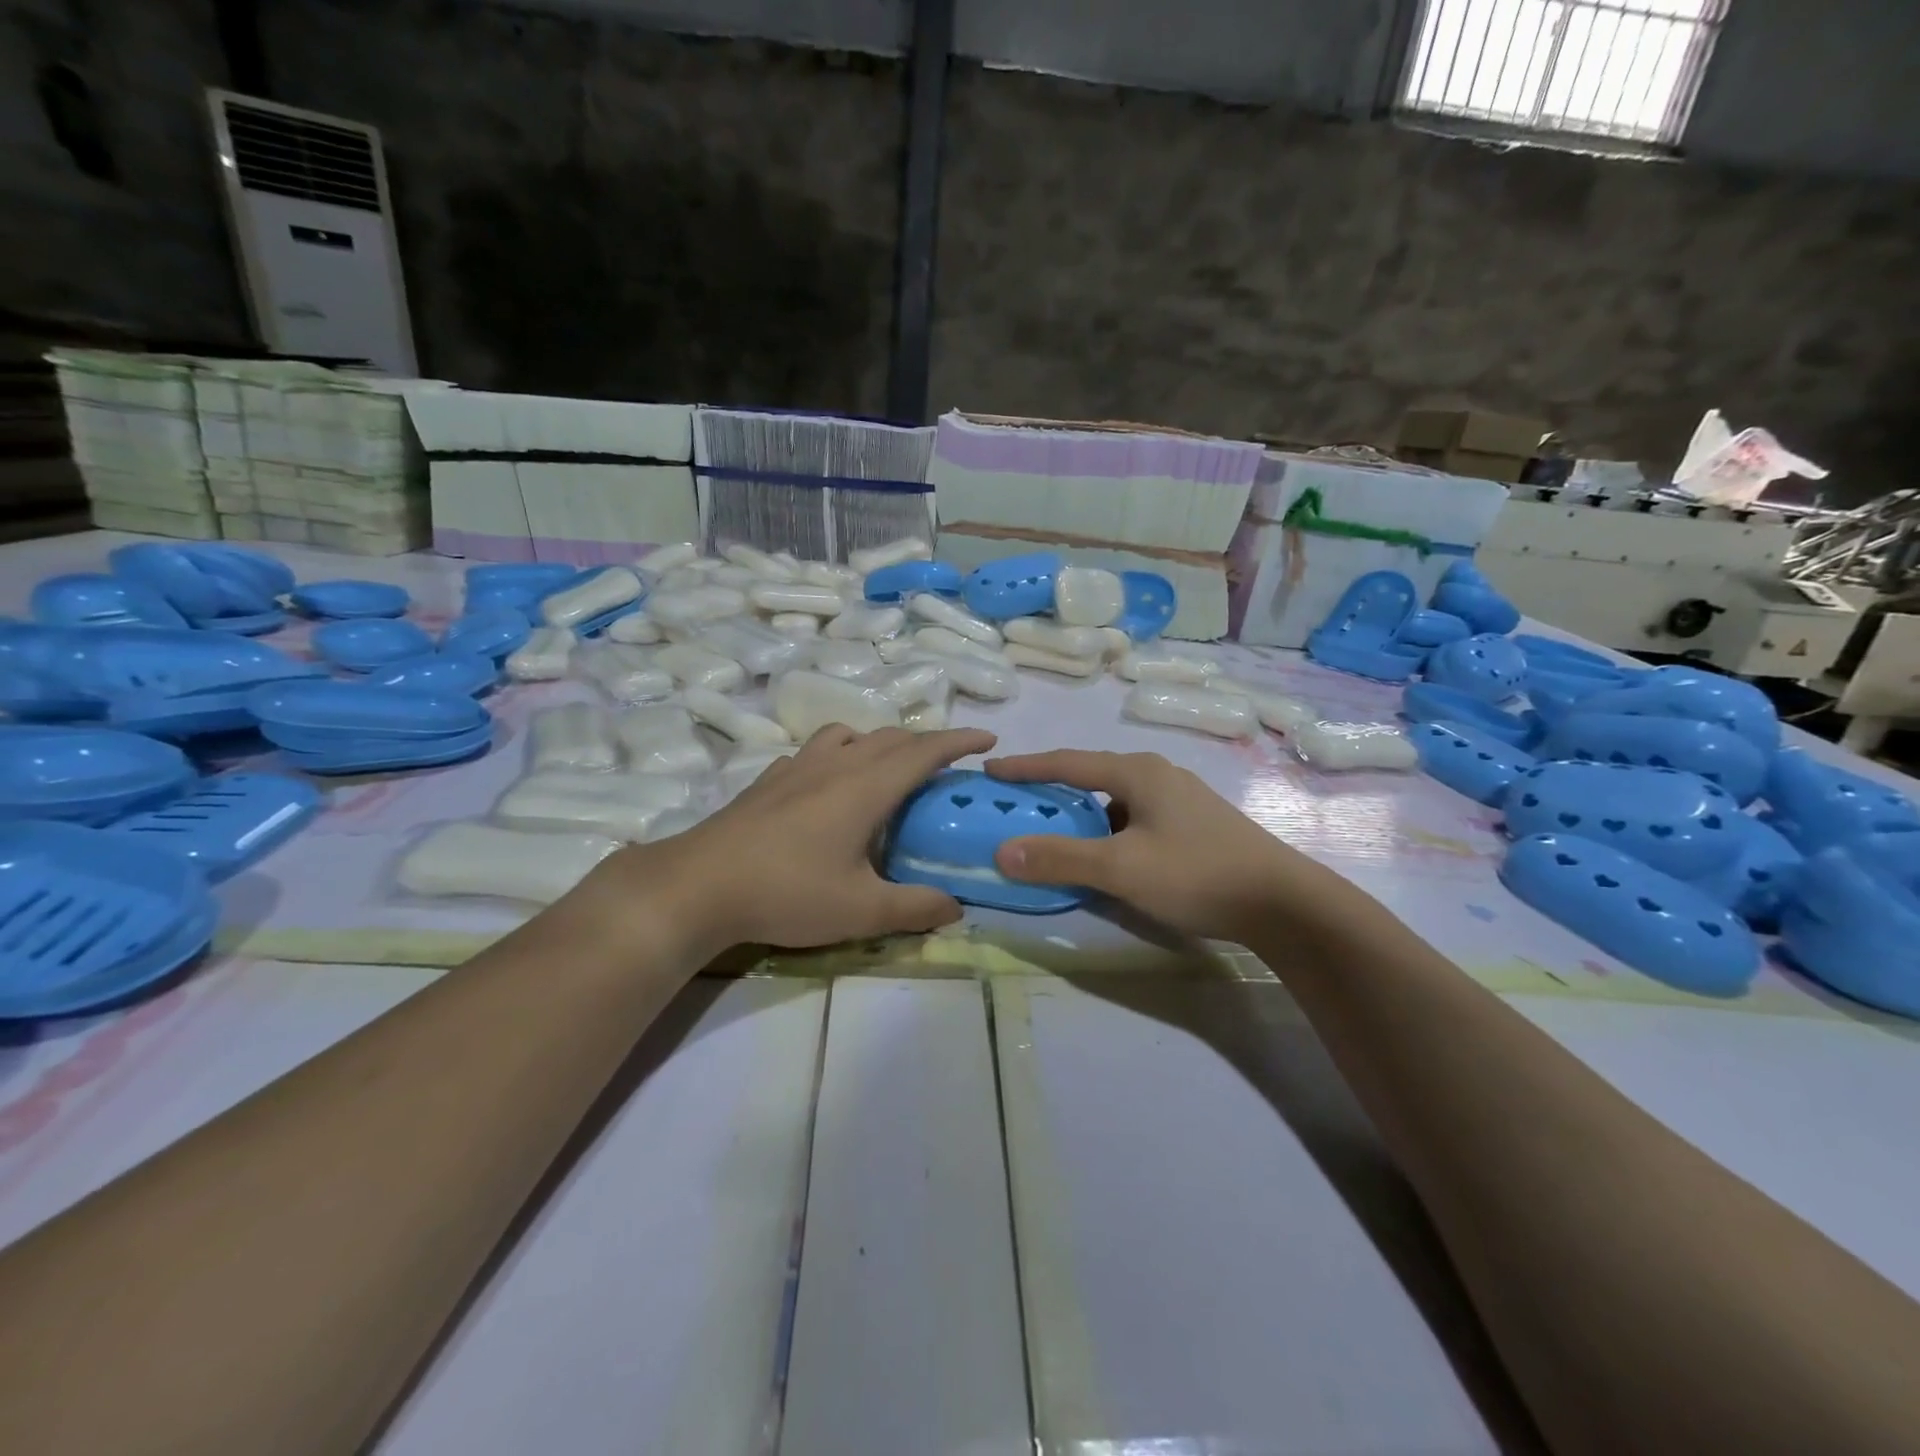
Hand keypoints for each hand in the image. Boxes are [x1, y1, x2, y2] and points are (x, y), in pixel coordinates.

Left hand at [582, 724, 997, 958]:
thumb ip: (915, 908)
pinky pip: (816, 751)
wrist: (699, 885)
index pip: (924, 751)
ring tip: (887, 769)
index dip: (959, 740)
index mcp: (866, 786)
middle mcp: (835, 764)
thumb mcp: (861, 910)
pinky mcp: (768, 780)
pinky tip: (829, 785)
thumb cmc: (788, 892)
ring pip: (849, 735)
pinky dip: (839, 754)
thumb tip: (956, 908)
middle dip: (925, 743)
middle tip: (946, 765)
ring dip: (879, 742)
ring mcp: (797, 767)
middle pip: (890, 738)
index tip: (988, 739)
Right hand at [987, 749, 1339, 943]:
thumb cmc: (1197, 873)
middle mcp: (1158, 776)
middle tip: (1017, 806)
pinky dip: (1107, 832)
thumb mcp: (1121, 868)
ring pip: (1114, 802)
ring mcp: (1180, 800)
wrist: (1284, 904)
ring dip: (1081, 816)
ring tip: (1053, 834)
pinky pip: (1134, 820)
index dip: (1026, 767)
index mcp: (1137, 772)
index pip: (1067, 762)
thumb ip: (1060, 858)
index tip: (990, 770)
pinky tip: (1104, 858)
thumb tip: (1001, 851)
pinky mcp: (1194, 826)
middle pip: (1090, 777)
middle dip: (1052, 791)